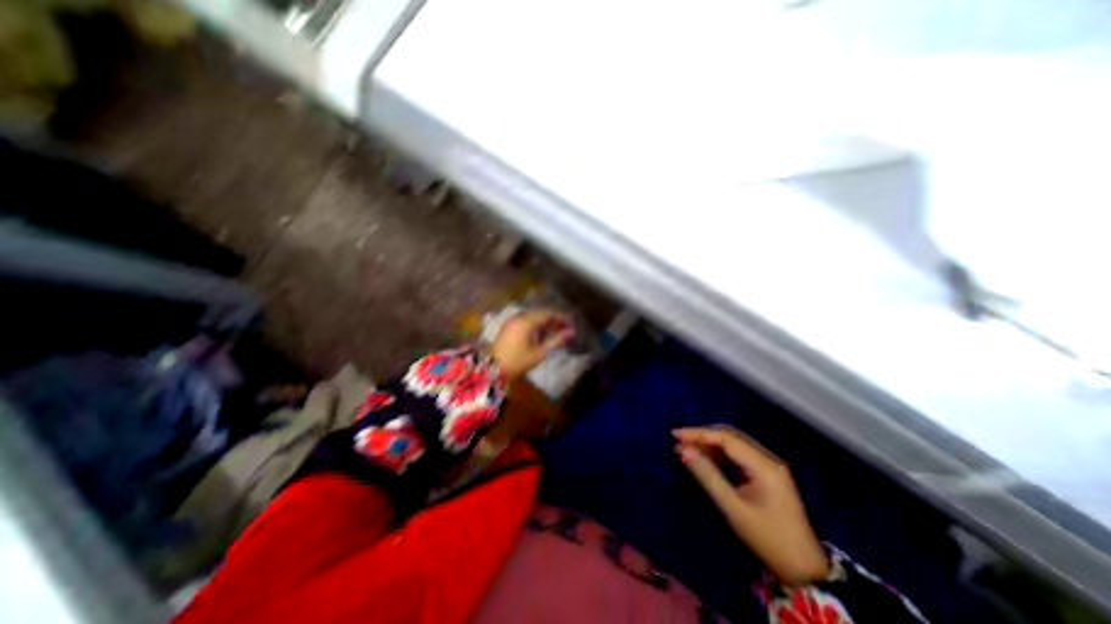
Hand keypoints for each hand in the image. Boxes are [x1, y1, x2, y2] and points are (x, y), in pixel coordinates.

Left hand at [490, 307, 572, 376]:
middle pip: (540, 313)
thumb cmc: (518, 361)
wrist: (493, 370)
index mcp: (526, 321)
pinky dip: (534, 325)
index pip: (547, 314)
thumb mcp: (539, 352)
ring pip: (532, 317)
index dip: (560, 318)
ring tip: (554, 332)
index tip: (571, 324)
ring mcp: (511, 321)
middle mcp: (518, 317)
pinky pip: (524, 321)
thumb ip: (556, 340)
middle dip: (553, 320)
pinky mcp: (508, 327)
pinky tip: (540, 335)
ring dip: (544, 322)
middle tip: (564, 328)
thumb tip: (571, 332)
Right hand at [673, 424, 827, 584]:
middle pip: (730, 435)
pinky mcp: (766, 473)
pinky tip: (705, 457)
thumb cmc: (767, 539)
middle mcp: (768, 458)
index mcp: (764, 465)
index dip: (698, 433)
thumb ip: (707, 476)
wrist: (804, 570)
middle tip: (679, 440)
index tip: (675, 435)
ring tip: (687, 448)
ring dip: (710, 443)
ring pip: (733, 443)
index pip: (726, 438)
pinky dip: (719, 453)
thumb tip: (683, 451)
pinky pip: (738, 454)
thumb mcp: (733, 508)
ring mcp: (769, 465)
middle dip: (702, 435)